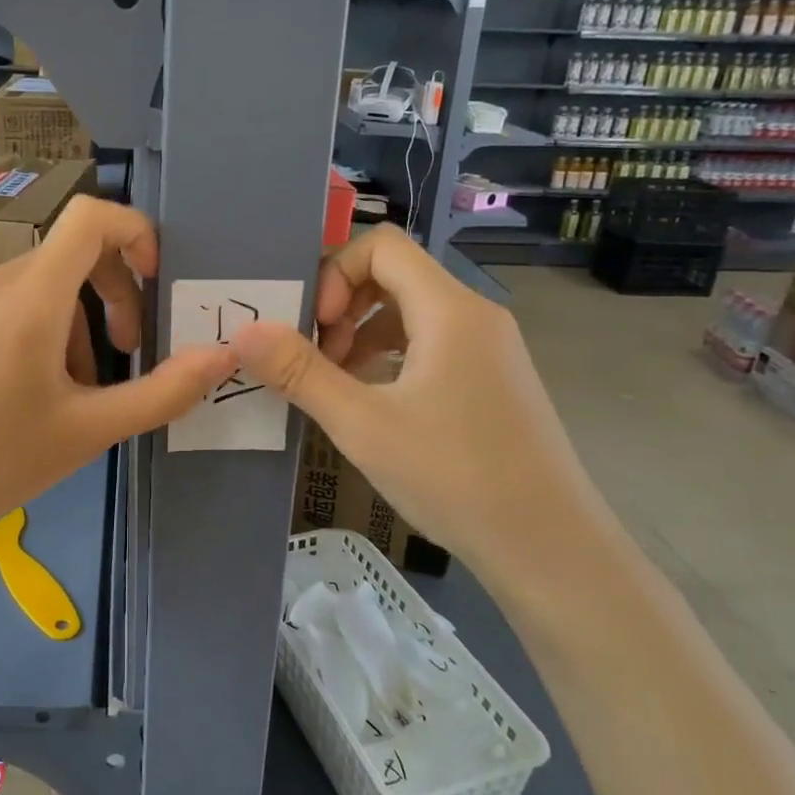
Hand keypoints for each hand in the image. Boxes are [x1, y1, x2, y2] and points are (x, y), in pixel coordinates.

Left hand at [0, 196, 238, 554]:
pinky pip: (2, 302)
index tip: (154, 277)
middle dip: (113, 296)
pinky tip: (24, 388)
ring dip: (73, 324)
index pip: (89, 217)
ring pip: (38, 285)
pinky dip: (33, 327)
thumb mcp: (92, 431)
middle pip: (69, 256)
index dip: (134, 231)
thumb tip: (223, 356)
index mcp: (29, 300)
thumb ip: (165, 391)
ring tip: (72, 391)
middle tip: (128, 354)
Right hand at [231, 225, 613, 599]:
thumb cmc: (454, 477)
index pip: (382, 246)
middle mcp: (475, 316)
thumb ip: (300, 373)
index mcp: (450, 310)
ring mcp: (490, 350)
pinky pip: (433, 345)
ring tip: (337, 385)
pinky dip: (392, 358)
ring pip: (413, 313)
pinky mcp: (494, 381)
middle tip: (316, 358)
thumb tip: (243, 332)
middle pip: (396, 276)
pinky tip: (375, 405)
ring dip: (363, 334)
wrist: (550, 548)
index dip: (335, 273)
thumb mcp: (362, 425)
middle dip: (343, 306)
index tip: (315, 327)